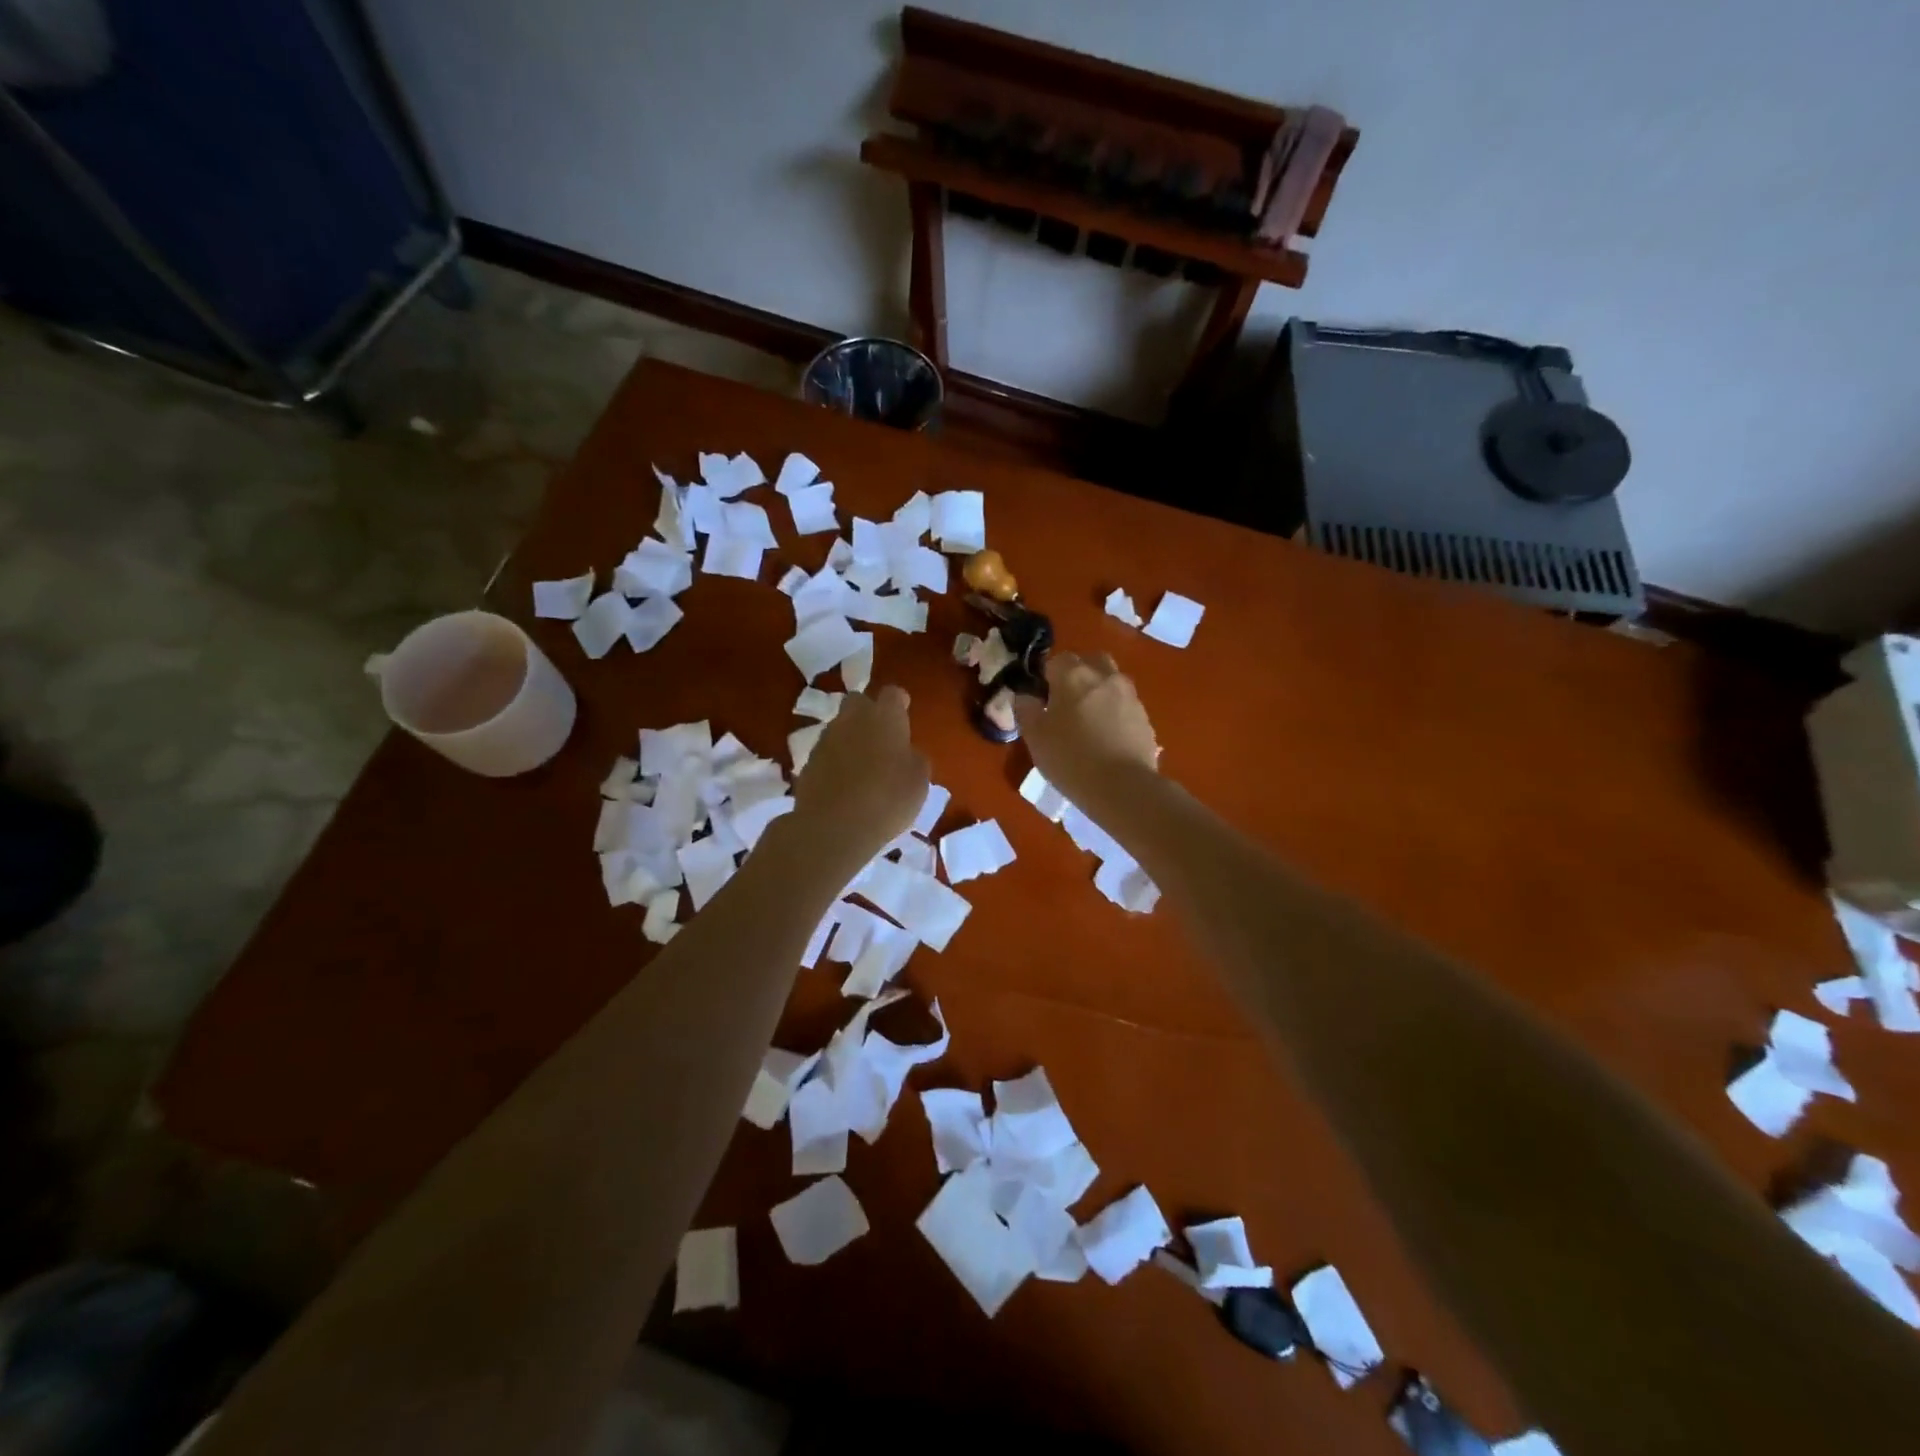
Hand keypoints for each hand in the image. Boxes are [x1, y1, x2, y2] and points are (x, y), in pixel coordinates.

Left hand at [791, 685, 928, 861]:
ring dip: (850, 738)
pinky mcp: (808, 762)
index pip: (893, 694)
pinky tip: (843, 785)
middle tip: (881, 738)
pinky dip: (835, 761)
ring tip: (862, 766)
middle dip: (869, 713)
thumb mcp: (919, 781)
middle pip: (859, 702)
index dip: (899, 703)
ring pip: (840, 727)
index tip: (904, 716)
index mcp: (885, 717)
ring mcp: (826, 739)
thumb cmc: (888, 799)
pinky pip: (826, 753)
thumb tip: (907, 754)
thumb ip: (914, 759)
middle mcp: (852, 719)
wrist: (833, 827)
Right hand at [1013, 653, 1159, 810]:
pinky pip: (1125, 705)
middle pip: (1090, 662)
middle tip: (1066, 704)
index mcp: (1074, 675)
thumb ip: (1026, 710)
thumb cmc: (1070, 758)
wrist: (1123, 787)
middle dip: (1078, 675)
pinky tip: (1108, 739)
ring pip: (1111, 682)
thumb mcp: (1035, 737)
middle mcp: (1105, 676)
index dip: (1047, 678)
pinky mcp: (1145, 717)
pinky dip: (1115, 713)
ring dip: (1099, 693)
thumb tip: (1025, 696)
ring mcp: (1129, 695)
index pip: (1056, 660)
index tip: (1042, 700)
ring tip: (1089, 723)